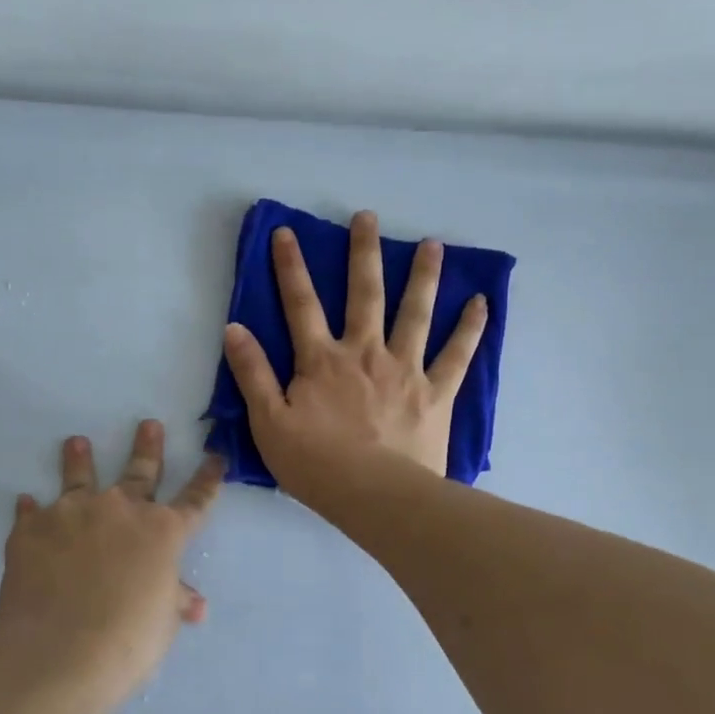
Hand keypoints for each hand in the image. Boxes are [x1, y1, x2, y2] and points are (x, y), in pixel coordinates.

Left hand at [0, 421, 222, 703]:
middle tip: (148, 424)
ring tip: (76, 442)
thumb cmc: (127, 642)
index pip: (195, 500)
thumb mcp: (162, 622)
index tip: (216, 457)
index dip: (208, 480)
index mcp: (162, 532)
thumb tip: (195, 605)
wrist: (59, 654)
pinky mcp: (31, 529)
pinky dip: (31, 509)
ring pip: (80, 477)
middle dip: (148, 448)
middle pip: (140, 472)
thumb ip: (174, 601)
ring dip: (80, 459)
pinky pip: (32, 512)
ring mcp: (72, 514)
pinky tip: (26, 502)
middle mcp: (119, 510)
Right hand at [221, 209, 486, 497]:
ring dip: (423, 276)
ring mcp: (405, 369)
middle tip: (368, 217)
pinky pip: (456, 355)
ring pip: (415, 313)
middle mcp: (365, 352)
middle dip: (363, 253)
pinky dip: (470, 328)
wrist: (375, 496)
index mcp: (322, 360)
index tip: (287, 233)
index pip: (300, 304)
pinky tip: (481, 303)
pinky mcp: (436, 392)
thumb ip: (252, 373)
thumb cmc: (316, 464)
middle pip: (364, 294)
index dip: (290, 267)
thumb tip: (234, 328)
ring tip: (433, 245)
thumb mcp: (268, 422)